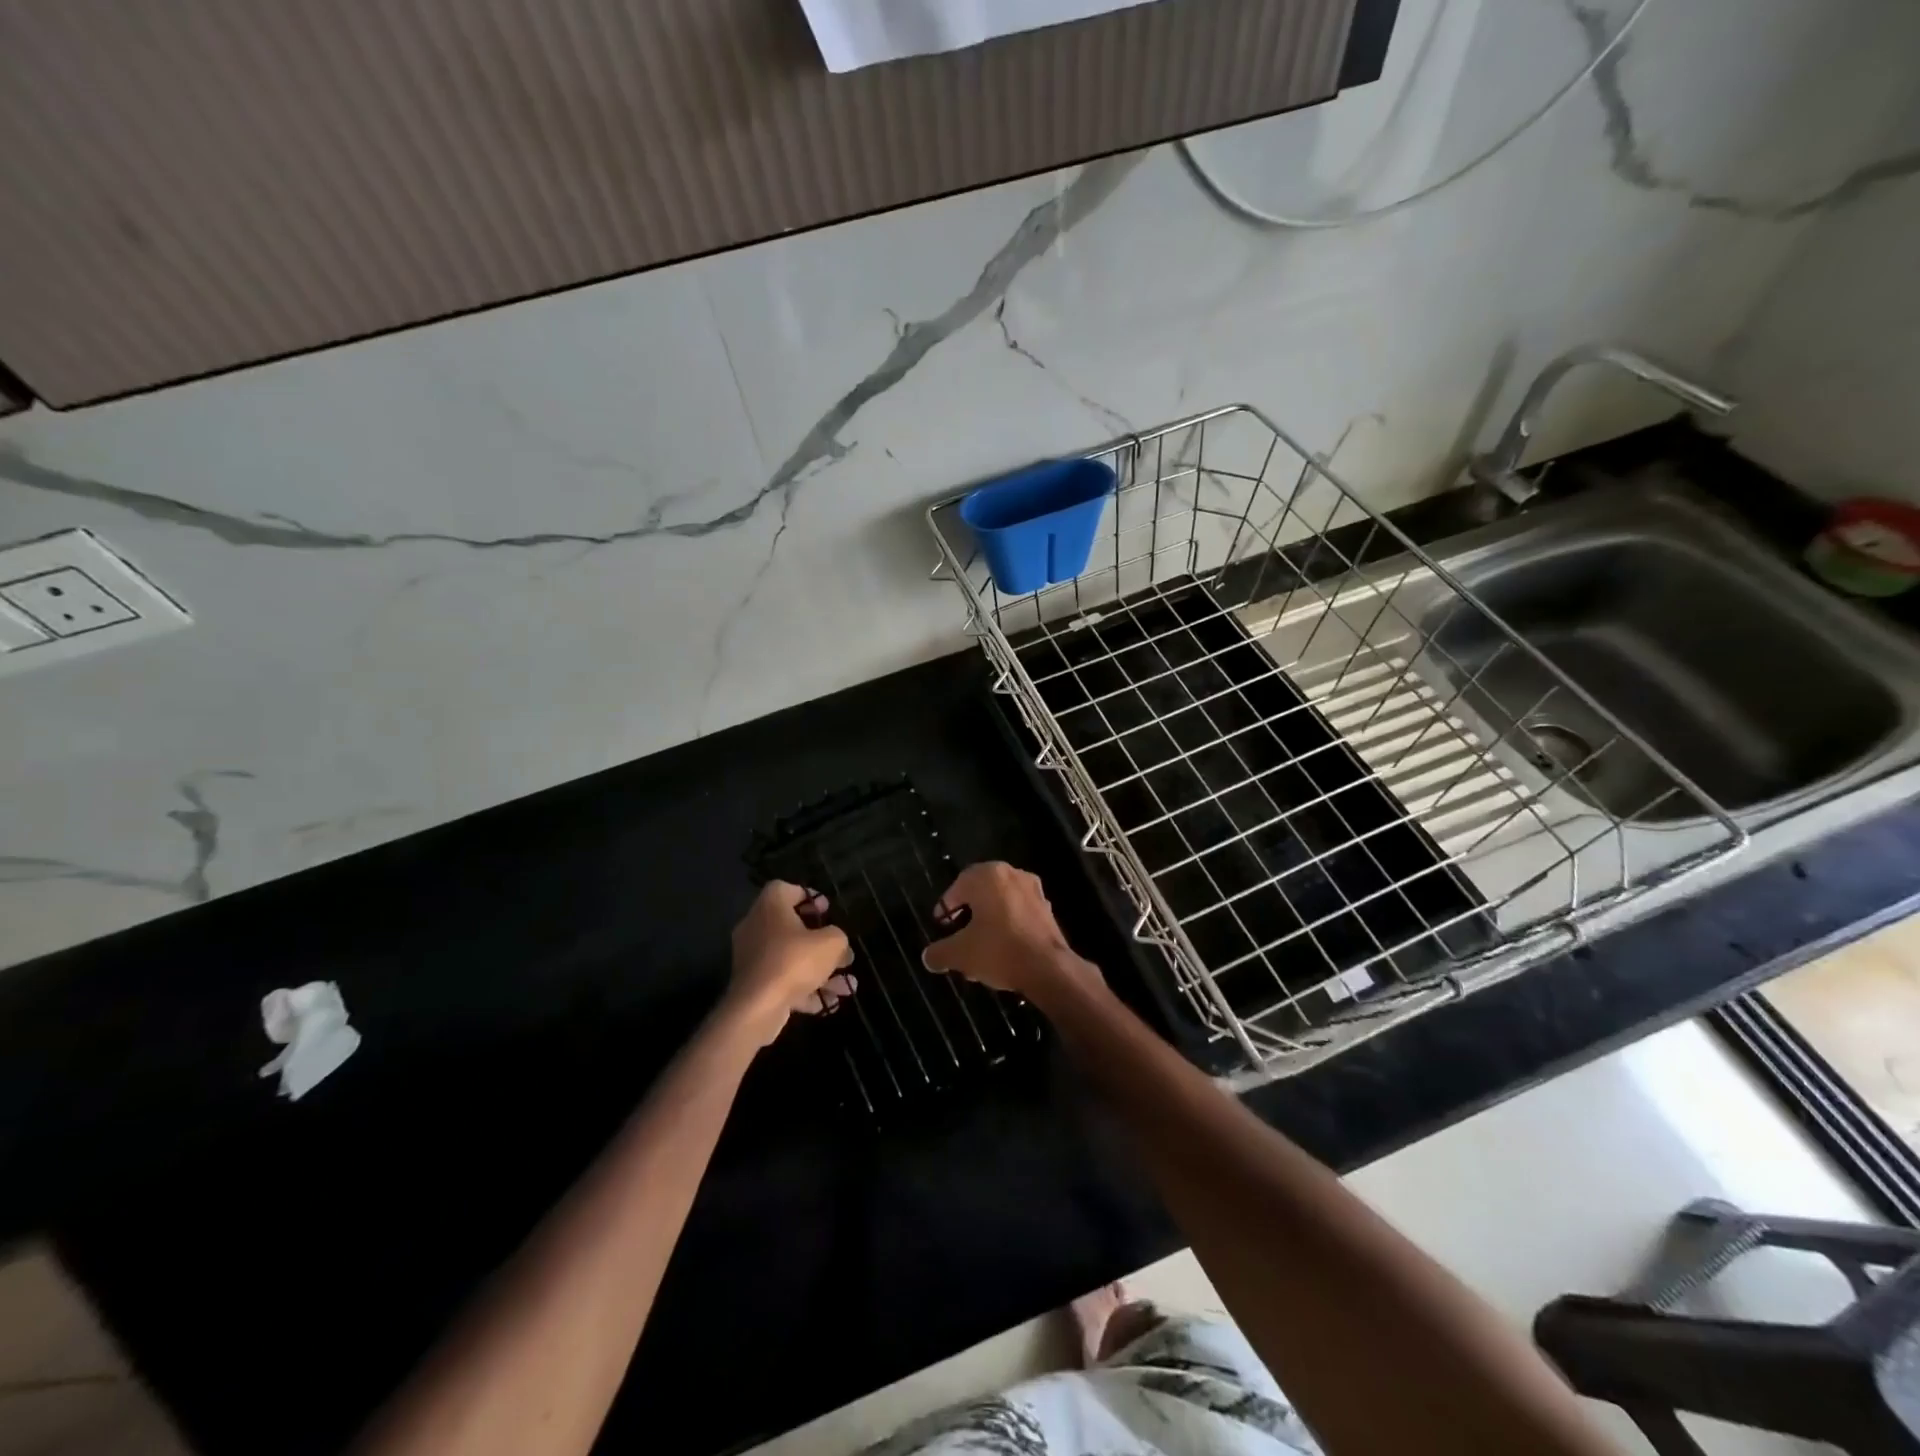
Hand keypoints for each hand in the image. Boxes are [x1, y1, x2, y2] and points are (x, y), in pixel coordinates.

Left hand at [728, 881, 855, 1045]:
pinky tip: (831, 1003)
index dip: (808, 896)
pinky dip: (806, 990)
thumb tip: (836, 942)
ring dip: (820, 971)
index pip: (785, 889)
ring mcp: (752, 958)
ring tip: (847, 986)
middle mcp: (756, 927)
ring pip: (792, 959)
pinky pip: (784, 981)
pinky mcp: (753, 985)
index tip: (827, 910)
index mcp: (770, 906)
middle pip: (791, 927)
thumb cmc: (794, 961)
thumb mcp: (831, 943)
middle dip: (821, 942)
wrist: (757, 1008)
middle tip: (841, 951)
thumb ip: (838, 937)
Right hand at [921, 862, 1096, 1003]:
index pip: (958, 886)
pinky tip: (1002, 951)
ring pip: (1001, 904)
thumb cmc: (998, 950)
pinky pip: (1019, 914)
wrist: (1048, 968)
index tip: (942, 926)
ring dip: (988, 923)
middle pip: (981, 894)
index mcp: (987, 875)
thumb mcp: (960, 954)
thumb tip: (927, 957)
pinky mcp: (1047, 909)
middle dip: (968, 916)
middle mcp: (1011, 874)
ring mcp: (1033, 890)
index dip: (947, 907)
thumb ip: (940, 952)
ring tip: (979, 950)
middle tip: (958, 937)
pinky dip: (1008, 927)